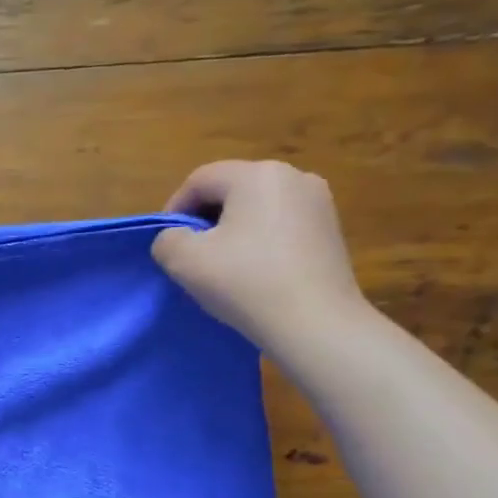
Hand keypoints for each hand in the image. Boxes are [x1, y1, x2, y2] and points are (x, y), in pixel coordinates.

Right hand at [151, 160, 367, 354]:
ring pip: (258, 208)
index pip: (200, 180)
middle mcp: (293, 176)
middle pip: (232, 190)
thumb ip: (167, 240)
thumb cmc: (245, 283)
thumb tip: (176, 238)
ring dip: (233, 231)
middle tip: (190, 255)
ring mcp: (319, 203)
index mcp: (257, 175)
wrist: (315, 322)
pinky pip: (282, 225)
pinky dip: (261, 242)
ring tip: (222, 266)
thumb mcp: (184, 261)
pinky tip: (254, 272)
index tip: (166, 243)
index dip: (174, 208)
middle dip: (205, 219)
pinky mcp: (331, 230)